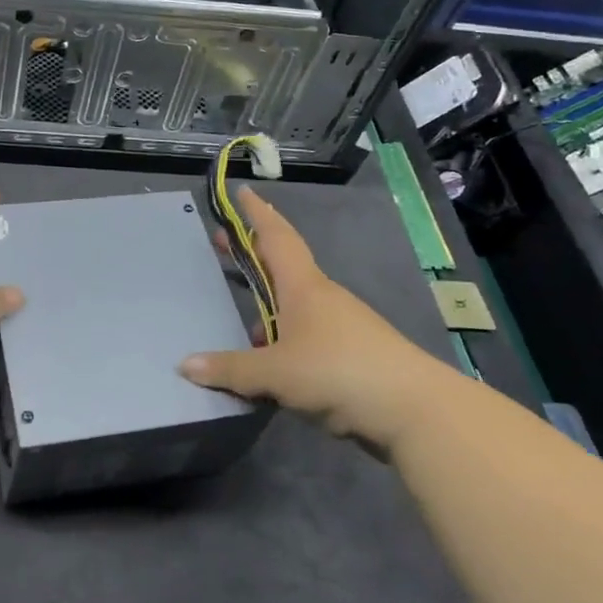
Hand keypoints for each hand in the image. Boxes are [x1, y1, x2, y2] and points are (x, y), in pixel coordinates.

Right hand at [181, 187, 457, 453]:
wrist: (416, 410)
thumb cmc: (339, 372)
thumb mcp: (276, 373)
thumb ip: (231, 369)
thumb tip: (185, 366)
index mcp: (304, 287)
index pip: (276, 238)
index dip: (257, 214)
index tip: (242, 192)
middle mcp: (323, 298)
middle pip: (283, 266)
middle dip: (253, 255)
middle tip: (223, 244)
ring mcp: (342, 325)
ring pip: (296, 306)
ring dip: (270, 307)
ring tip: (246, 329)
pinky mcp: (354, 355)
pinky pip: (308, 335)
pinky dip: (286, 338)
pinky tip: (276, 366)